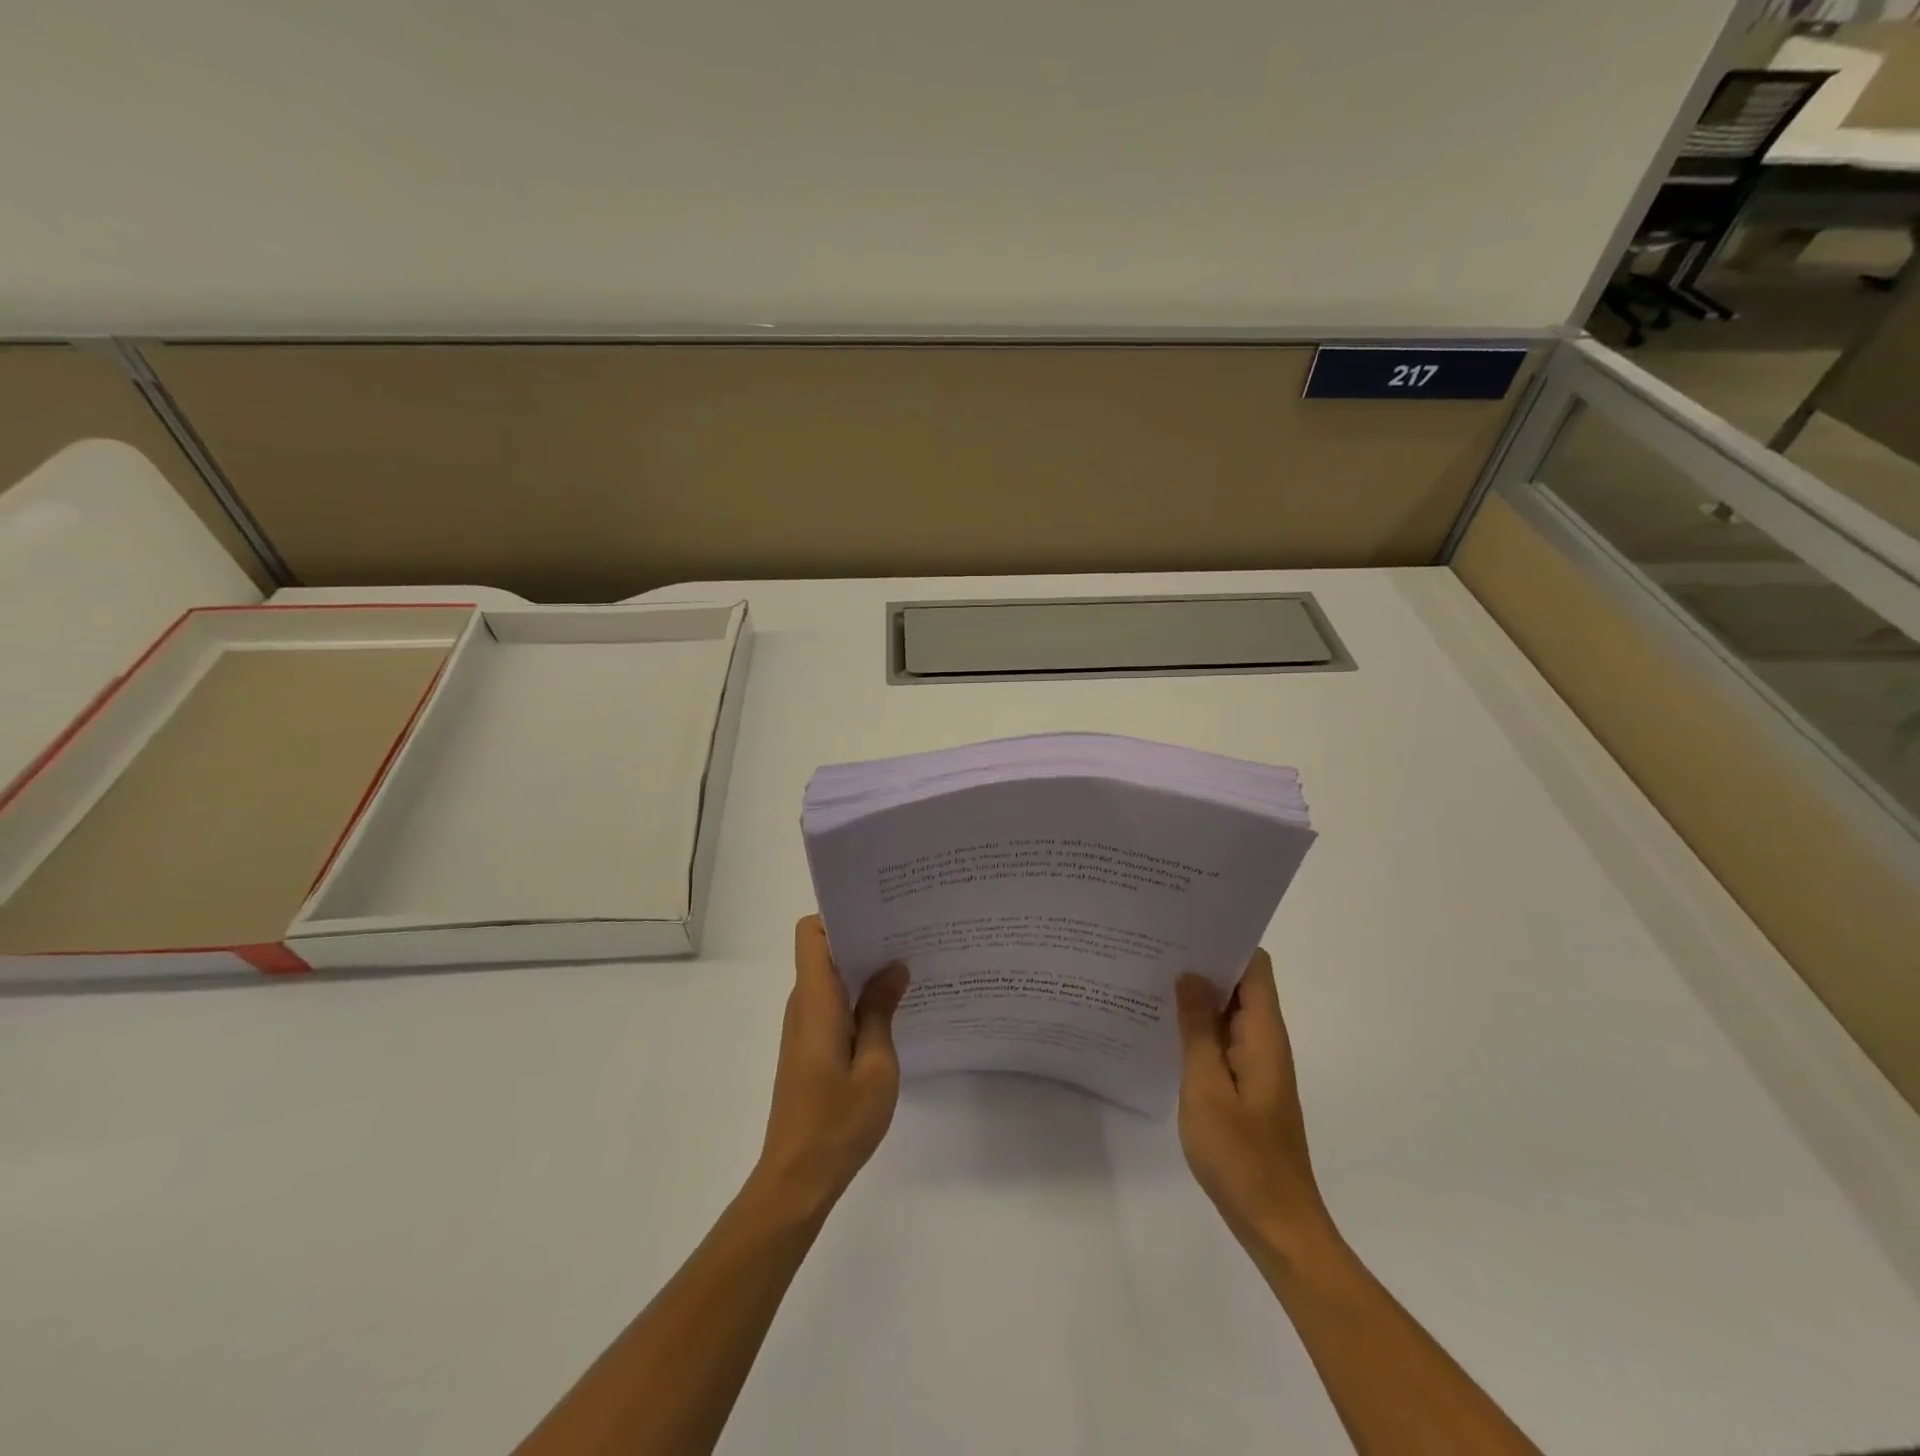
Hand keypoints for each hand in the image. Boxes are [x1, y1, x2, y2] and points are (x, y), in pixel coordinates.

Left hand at [754, 916, 909, 1213]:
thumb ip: (882, 1010)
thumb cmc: (838, 1121)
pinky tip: (893, 1009)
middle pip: (825, 950)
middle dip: (864, 938)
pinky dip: (860, 997)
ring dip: (865, 970)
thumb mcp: (876, 1066)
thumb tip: (893, 966)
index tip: (881, 916)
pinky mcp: (810, 1046)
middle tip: (910, 936)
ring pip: (832, 977)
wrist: (797, 1179)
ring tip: (910, 967)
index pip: (812, 933)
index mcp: (816, 1000)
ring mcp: (805, 1026)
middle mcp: (804, 1004)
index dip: (840, 916)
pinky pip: (834, 1004)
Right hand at [1175, 950, 1332, 1250]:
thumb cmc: (1241, 1156)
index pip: (1254, 966)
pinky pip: (1223, 1039)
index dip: (1225, 940)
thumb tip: (1189, 976)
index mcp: (1263, 1034)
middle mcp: (1265, 1040)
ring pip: (1229, 1011)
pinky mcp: (1247, 1084)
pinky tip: (1165, 1027)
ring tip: (1151, 978)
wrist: (1276, 1224)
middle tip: (1154, 947)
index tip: (1184, 927)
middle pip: (1241, 983)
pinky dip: (1199, 1026)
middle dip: (1203, 962)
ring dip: (1198, 995)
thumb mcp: (1206, 1088)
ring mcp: (1257, 1064)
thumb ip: (1197, 1029)